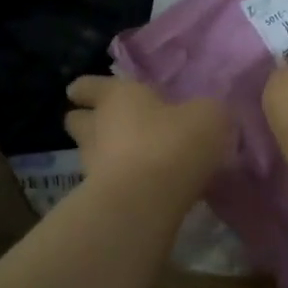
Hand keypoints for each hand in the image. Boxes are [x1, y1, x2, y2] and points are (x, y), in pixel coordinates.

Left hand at [64, 76, 229, 195]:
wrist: (147, 201)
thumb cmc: (174, 143)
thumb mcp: (208, 116)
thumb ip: (205, 111)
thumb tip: (204, 114)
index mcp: (117, 96)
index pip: (89, 86)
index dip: (87, 89)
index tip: (82, 93)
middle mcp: (97, 127)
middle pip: (78, 121)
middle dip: (88, 121)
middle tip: (108, 126)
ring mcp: (92, 166)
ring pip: (89, 154)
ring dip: (105, 155)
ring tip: (131, 159)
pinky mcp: (99, 199)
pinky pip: (107, 184)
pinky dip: (121, 183)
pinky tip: (144, 188)